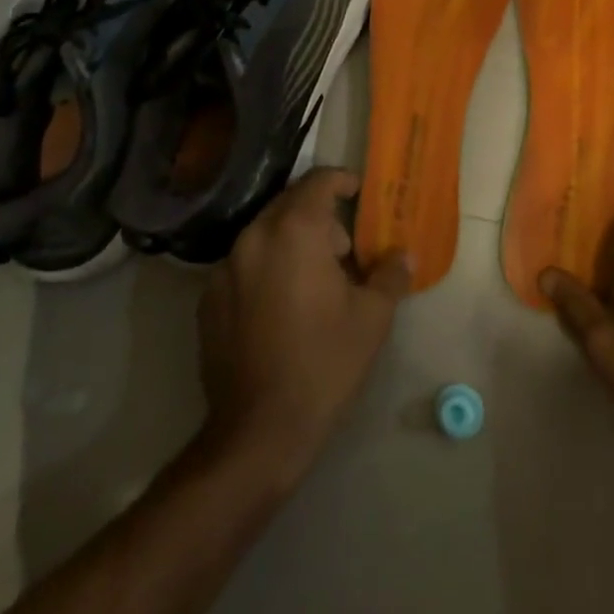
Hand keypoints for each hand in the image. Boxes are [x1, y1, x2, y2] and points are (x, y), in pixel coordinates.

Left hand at [198, 169, 410, 485]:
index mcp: (295, 231)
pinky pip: (244, 264)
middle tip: (344, 248)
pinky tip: (283, 306)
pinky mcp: (208, 299)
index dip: (342, 180)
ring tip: (316, 280)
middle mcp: (254, 236)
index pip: (318, 181)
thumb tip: (405, 255)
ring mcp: (225, 268)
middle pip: (289, 204)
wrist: (258, 432)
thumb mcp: (372, 318)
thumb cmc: (324, 363)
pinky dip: (266, 267)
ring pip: (265, 233)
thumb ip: (390, 275)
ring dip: (292, 241)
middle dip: (319, 215)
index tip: (358, 193)